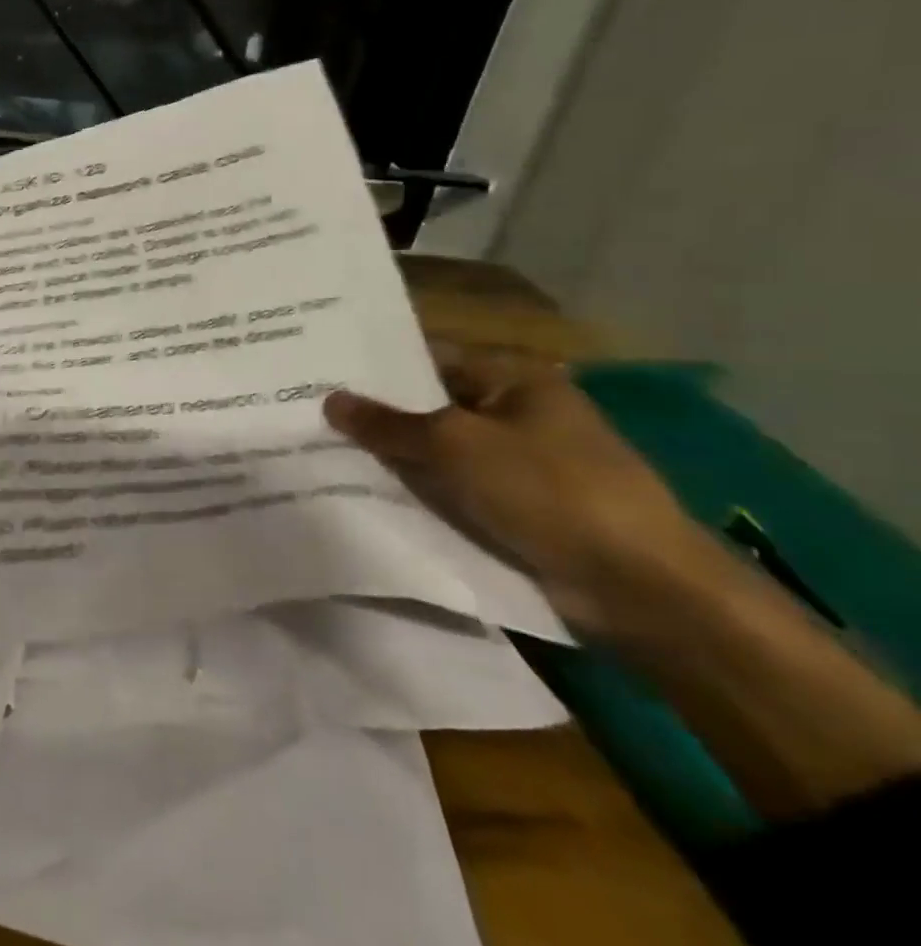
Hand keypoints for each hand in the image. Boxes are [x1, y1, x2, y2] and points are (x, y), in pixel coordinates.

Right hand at [324, 352, 721, 635]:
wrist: (638, 586)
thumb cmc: (548, 490)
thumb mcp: (455, 445)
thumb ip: (388, 424)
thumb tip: (330, 400)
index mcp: (514, 380)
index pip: (430, 358)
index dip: (377, 366)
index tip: (321, 372)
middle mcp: (516, 414)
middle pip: (430, 407)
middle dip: (376, 415)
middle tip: (308, 414)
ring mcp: (517, 465)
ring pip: (437, 453)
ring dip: (393, 458)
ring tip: (321, 454)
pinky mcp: (514, 510)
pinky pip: (452, 491)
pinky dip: (417, 494)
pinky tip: (364, 495)